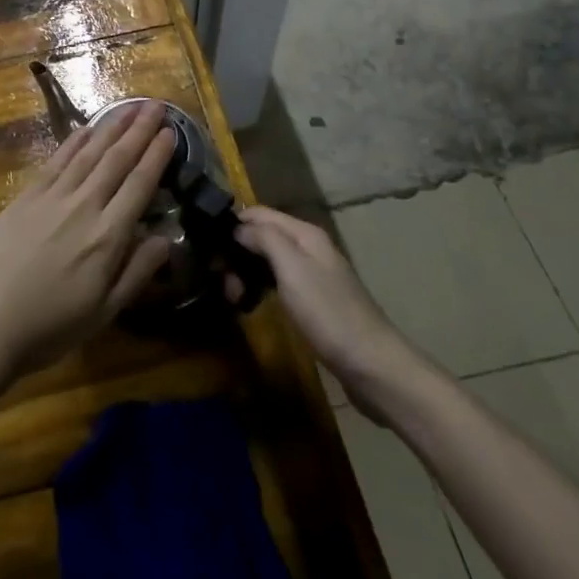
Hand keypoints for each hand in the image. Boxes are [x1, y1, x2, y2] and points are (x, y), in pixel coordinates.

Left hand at [0, 102, 175, 379]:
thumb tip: (167, 237)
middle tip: (156, 106)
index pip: (139, 185)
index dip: (156, 156)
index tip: (171, 132)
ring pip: (88, 153)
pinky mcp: (25, 197)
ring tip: (129, 107)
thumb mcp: (103, 312)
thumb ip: (137, 272)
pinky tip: (87, 129)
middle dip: (139, 131)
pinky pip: (56, 160)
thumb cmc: (49, 328)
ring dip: (111, 128)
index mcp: (107, 237)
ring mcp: (51, 197)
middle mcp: (83, 206)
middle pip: (116, 160)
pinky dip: (74, 141)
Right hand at [233, 206, 426, 411]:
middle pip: (262, 235)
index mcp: (305, 234)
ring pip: (267, 260)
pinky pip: (277, 282)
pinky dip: (260, 287)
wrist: (372, 365)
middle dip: (237, 252)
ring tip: (232, 295)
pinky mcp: (313, 300)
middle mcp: (308, 247)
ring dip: (246, 272)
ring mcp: (312, 274)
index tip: (207, 244)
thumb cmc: (328, 313)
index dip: (232, 223)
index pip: (259, 213)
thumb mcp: (292, 269)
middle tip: (220, 279)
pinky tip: (251, 303)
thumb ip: (264, 239)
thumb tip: (238, 227)